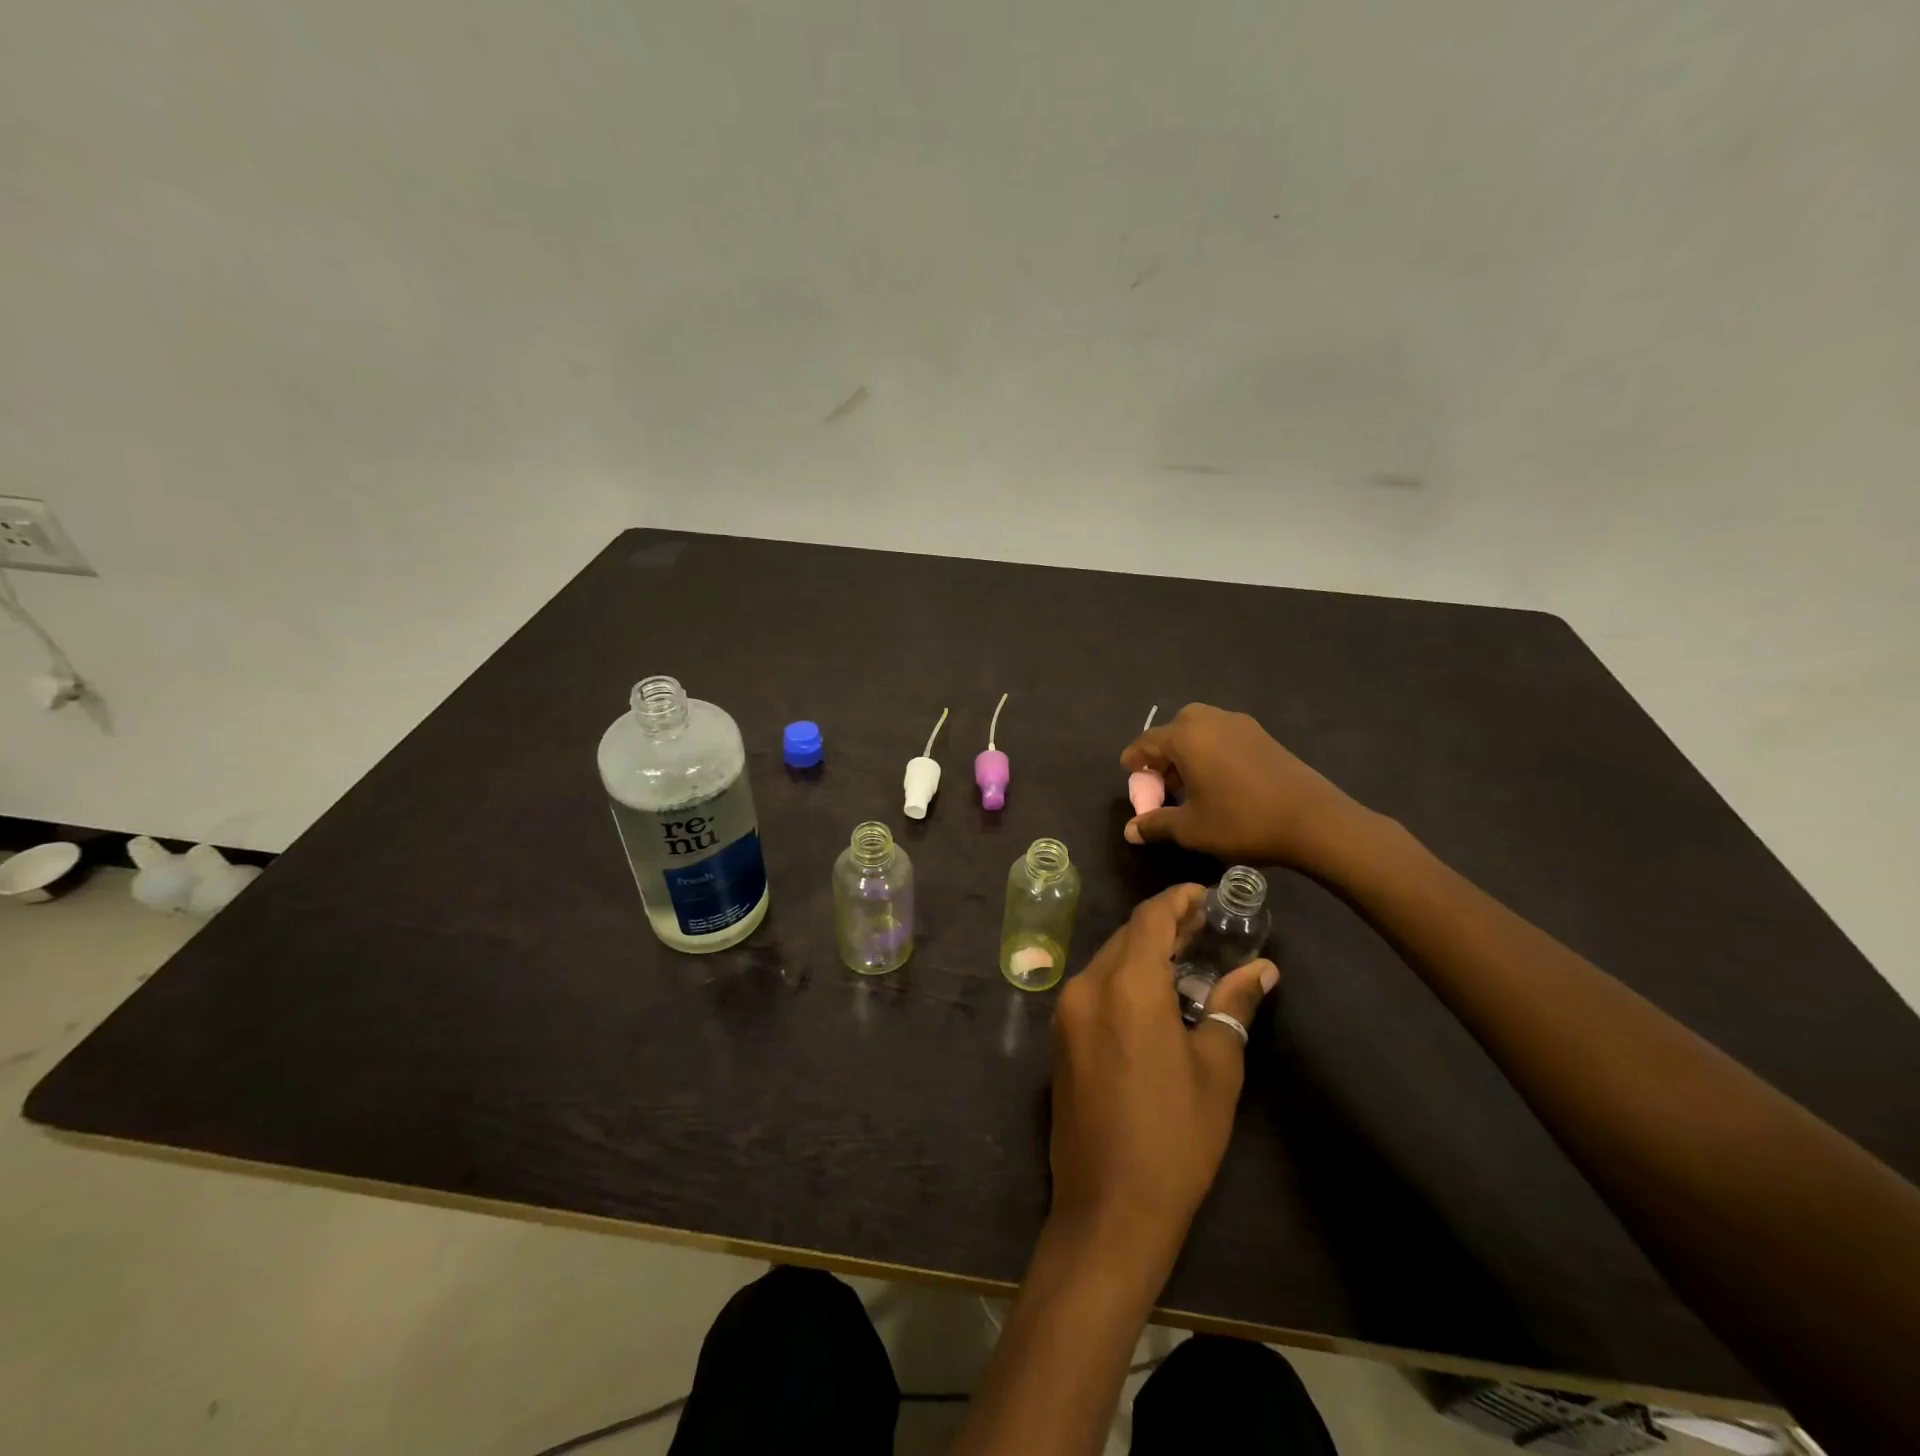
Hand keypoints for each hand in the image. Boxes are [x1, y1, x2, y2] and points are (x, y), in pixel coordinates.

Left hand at [1048, 884, 1278, 1254]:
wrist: (1108, 1207)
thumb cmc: (1175, 1138)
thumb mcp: (1216, 1070)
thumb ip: (1232, 1007)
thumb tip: (1261, 969)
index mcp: (1125, 987)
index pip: (1149, 917)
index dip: (1179, 900)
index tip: (1208, 898)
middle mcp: (1086, 986)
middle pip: (1126, 935)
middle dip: (1165, 926)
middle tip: (1207, 932)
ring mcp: (1066, 1011)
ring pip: (1108, 960)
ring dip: (1144, 953)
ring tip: (1188, 963)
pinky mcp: (1060, 1036)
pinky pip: (1094, 988)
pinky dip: (1124, 979)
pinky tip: (1155, 999)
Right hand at [1121, 704, 1366, 870]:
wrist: (1313, 820)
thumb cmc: (1242, 821)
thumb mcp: (1191, 829)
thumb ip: (1156, 824)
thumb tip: (1130, 831)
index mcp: (1186, 737)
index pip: (1146, 742)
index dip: (1134, 759)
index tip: (1129, 774)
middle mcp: (1210, 720)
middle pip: (1173, 729)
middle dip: (1162, 753)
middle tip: (1162, 782)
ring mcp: (1240, 724)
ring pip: (1200, 729)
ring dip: (1188, 750)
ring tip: (1190, 783)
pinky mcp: (1262, 735)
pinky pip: (1223, 735)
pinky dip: (1210, 750)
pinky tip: (1218, 780)